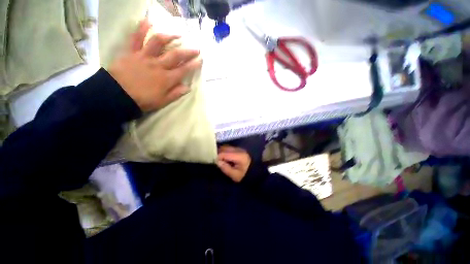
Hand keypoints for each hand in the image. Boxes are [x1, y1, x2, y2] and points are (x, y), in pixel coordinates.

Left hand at [109, 19, 201, 111]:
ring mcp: (144, 57)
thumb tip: (187, 87)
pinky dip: (141, 28)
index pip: (184, 70)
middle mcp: (158, 65)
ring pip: (158, 43)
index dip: (194, 65)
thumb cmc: (143, 100)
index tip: (200, 60)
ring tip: (177, 34)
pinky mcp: (132, 52)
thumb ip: (176, 93)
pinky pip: (136, 38)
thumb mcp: (163, 101)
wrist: (117, 96)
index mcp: (167, 79)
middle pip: (175, 55)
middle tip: (196, 48)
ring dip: (169, 36)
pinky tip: (148, 21)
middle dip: (188, 52)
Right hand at [217, 146, 251, 182]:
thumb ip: (225, 168)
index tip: (214, 162)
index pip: (225, 153)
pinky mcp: (239, 149)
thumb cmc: (245, 175)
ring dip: (221, 151)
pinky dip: (225, 151)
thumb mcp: (235, 175)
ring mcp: (239, 149)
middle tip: (215, 160)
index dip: (218, 157)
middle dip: (218, 153)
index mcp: (239, 156)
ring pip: (227, 147)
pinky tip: (223, 157)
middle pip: (225, 148)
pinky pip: (229, 148)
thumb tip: (217, 161)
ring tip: (218, 159)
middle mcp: (239, 150)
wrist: (255, 172)